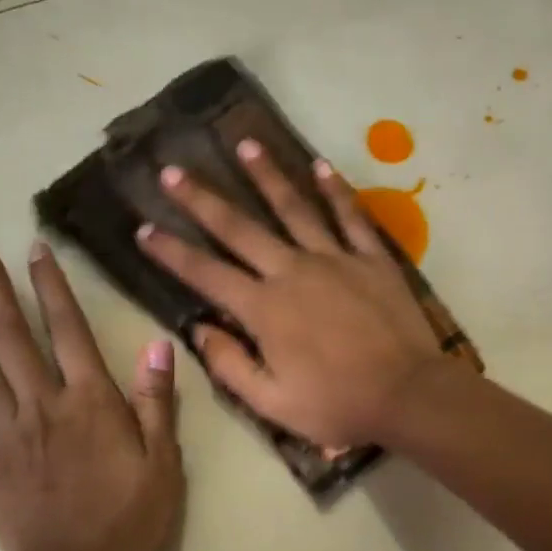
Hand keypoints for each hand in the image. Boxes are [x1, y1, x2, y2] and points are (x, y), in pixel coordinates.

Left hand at [0, 237, 182, 550]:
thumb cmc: (130, 521)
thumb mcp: (163, 464)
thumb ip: (156, 404)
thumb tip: (156, 347)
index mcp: (91, 403)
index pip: (69, 331)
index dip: (53, 287)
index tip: (36, 249)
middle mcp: (44, 406)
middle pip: (15, 336)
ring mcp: (8, 433)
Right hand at [136, 139, 445, 448]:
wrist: (408, 394)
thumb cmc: (337, 405)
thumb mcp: (272, 402)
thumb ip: (229, 365)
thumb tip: (198, 331)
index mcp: (264, 309)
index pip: (206, 273)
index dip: (171, 252)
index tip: (143, 228)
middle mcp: (293, 272)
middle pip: (240, 228)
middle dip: (202, 199)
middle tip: (173, 170)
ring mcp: (335, 260)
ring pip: (294, 208)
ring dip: (266, 175)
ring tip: (245, 145)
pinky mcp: (372, 259)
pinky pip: (350, 217)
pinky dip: (335, 190)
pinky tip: (320, 166)